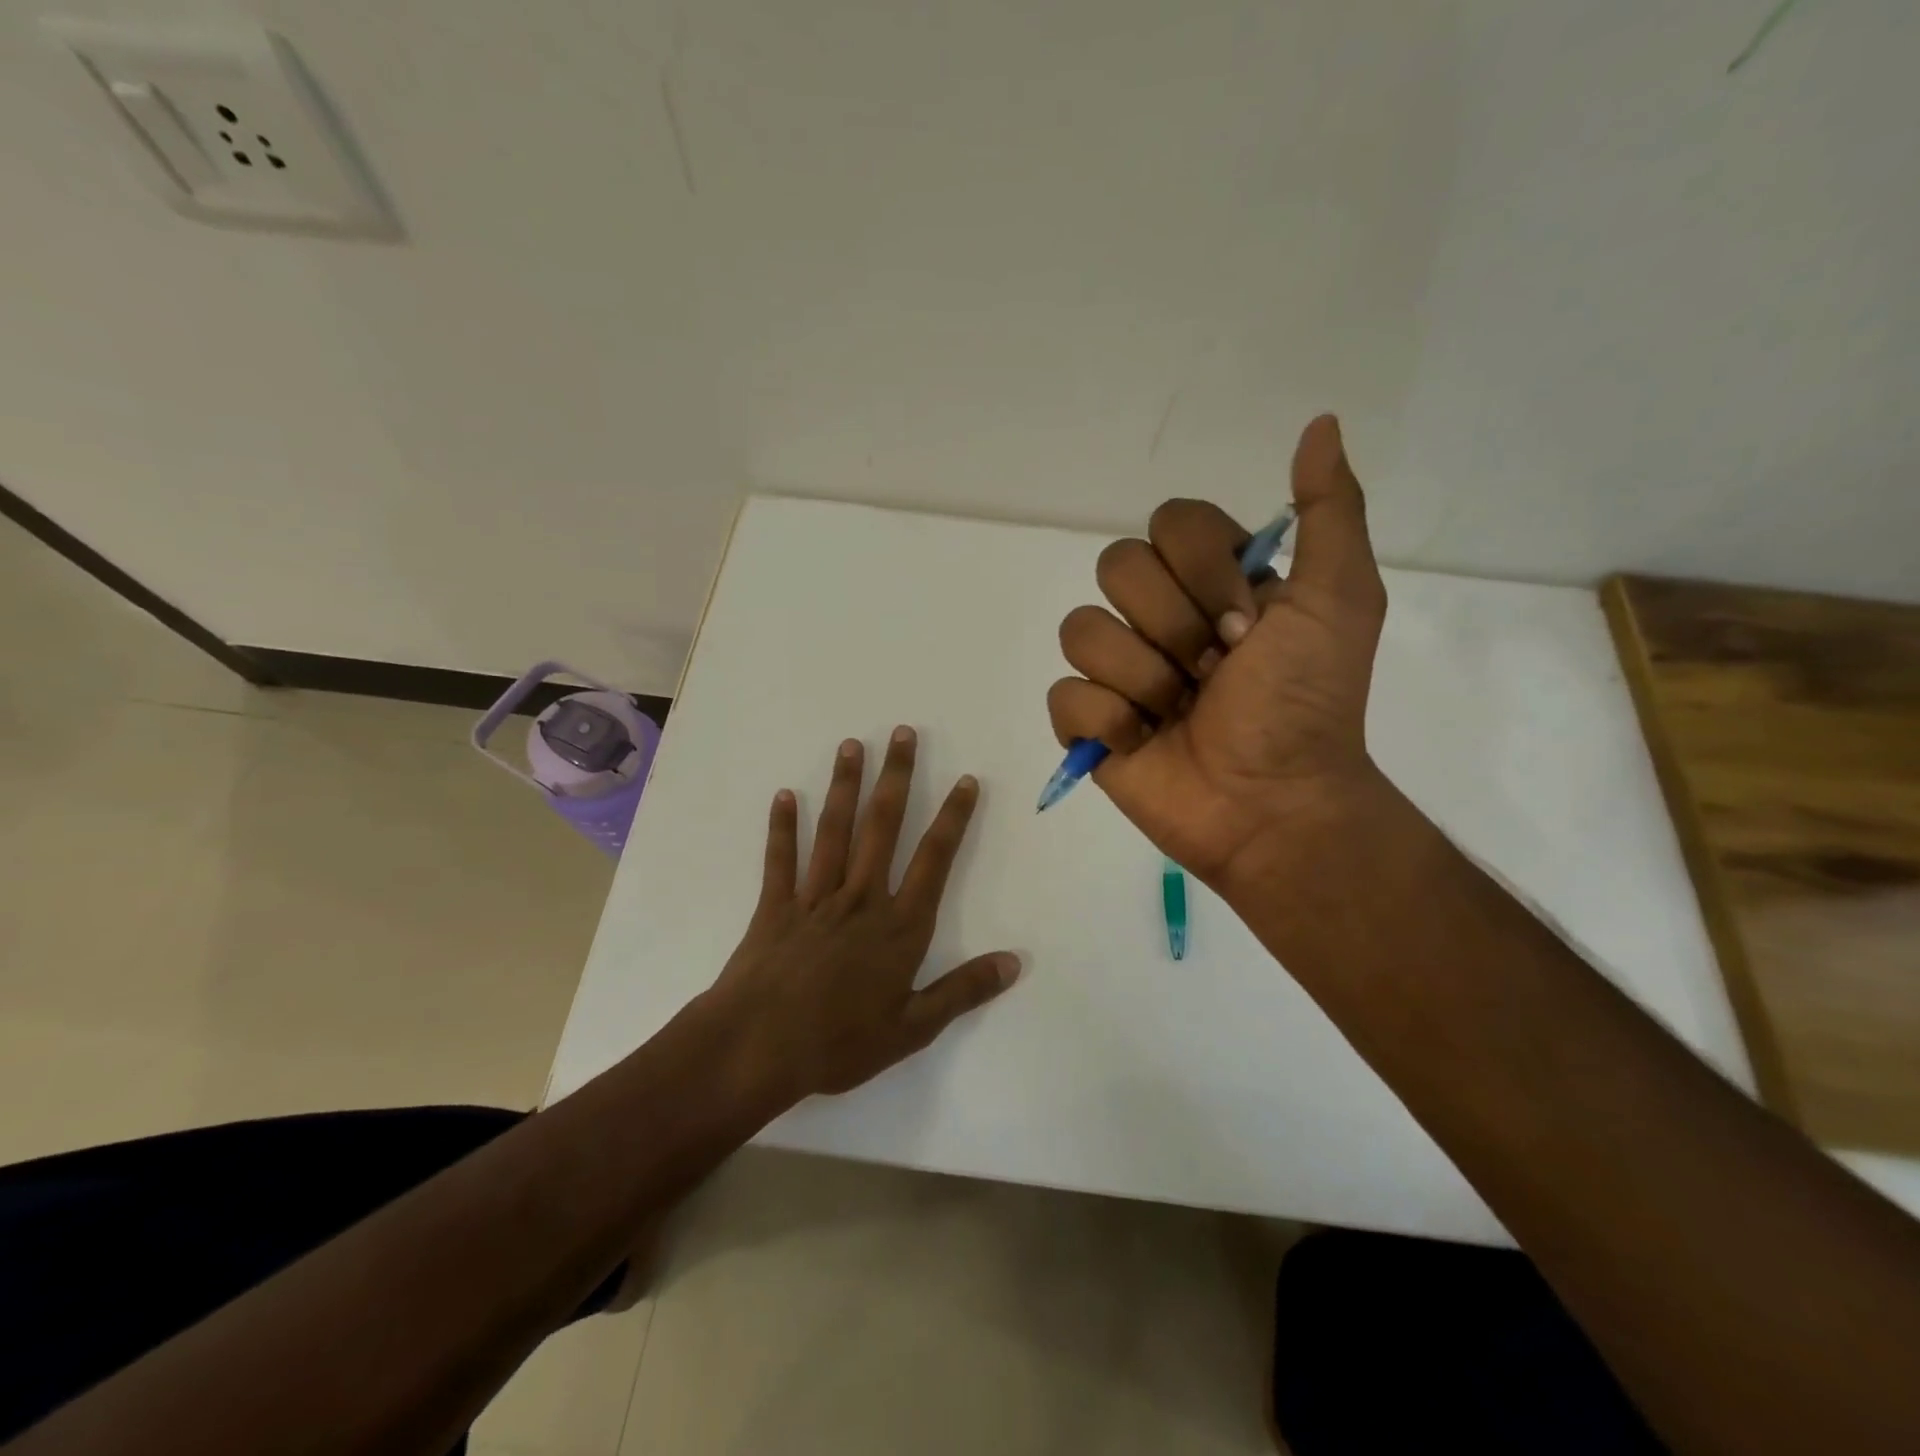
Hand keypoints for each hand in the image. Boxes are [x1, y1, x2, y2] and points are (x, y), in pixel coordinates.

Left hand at [706, 727, 1019, 1102]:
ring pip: (834, 832)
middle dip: (897, 778)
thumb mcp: (913, 1029)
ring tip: (852, 746)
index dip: (953, 818)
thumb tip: (1014, 962)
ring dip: (845, 787)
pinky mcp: (774, 908)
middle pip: (882, 827)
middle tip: (903, 733)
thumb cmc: (839, 1043)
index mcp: (898, 926)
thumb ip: (963, 991)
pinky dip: (781, 828)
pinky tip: (784, 795)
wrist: (756, 1049)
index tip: (966, 780)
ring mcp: (814, 899)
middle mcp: (860, 899)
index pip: (934, 860)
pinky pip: (780, 860)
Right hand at [1047, 415, 1391, 890]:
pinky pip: (1064, 694)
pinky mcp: (1087, 722)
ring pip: (1081, 631)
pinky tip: (1143, 742)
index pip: (1169, 523)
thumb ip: (1329, 512)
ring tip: (1179, 714)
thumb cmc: (1307, 703)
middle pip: (1116, 568)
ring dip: (1143, 678)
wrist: (1274, 803)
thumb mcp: (1340, 599)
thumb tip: (1321, 423)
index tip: (1249, 627)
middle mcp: (1156, 616)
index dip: (1204, 570)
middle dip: (1174, 627)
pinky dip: (1108, 721)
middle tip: (1214, 673)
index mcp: (1208, 582)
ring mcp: (1116, 669)